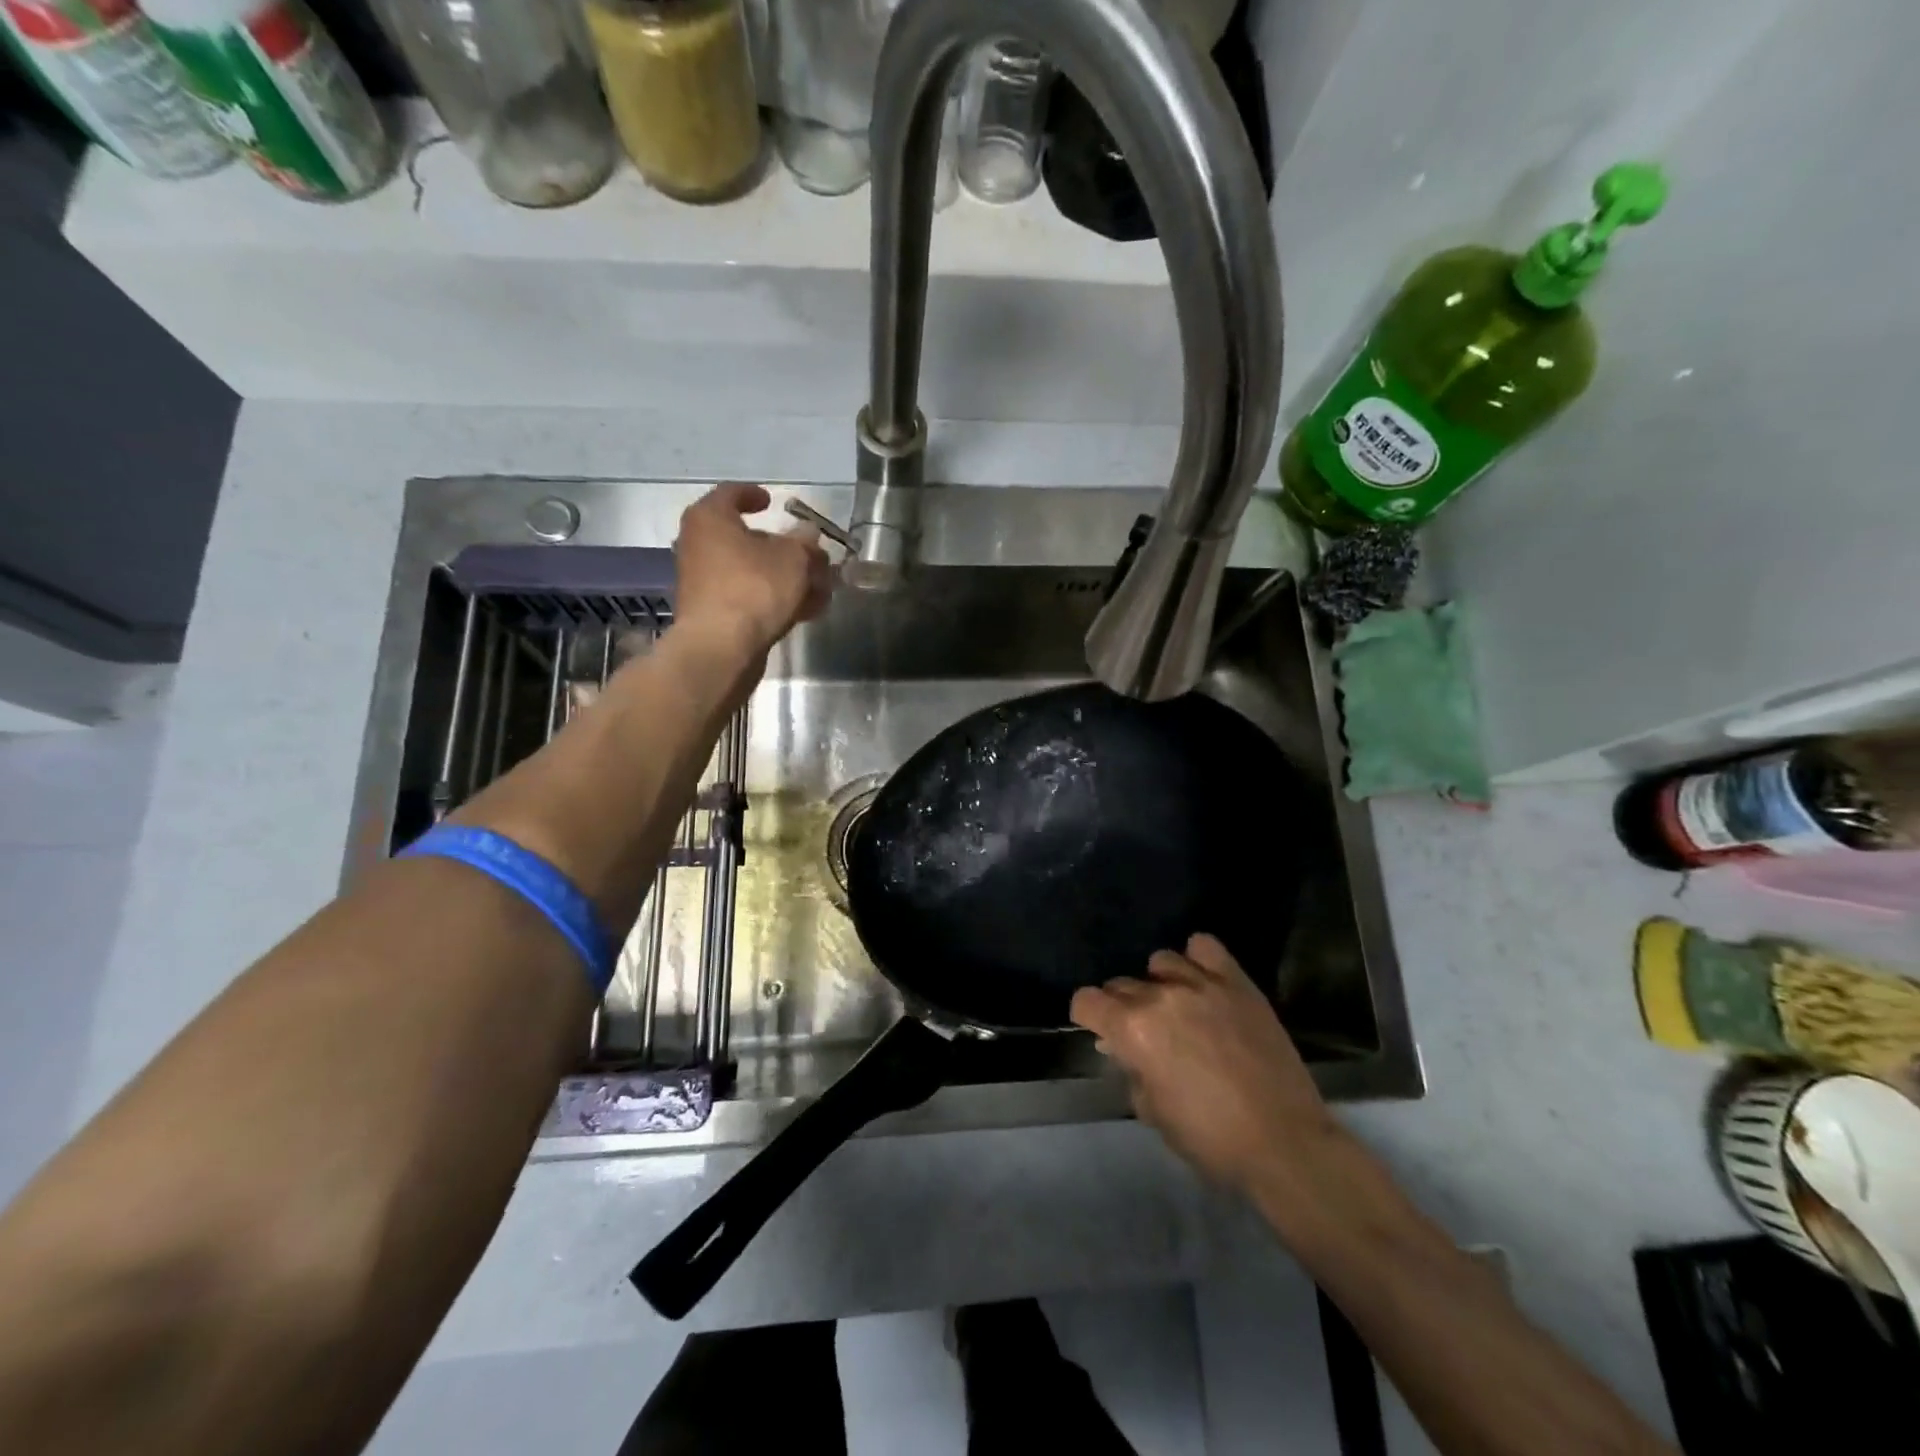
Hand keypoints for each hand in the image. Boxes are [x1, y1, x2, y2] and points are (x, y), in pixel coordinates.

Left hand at [673, 483, 833, 653]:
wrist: (721, 648)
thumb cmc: (754, 588)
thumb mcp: (793, 558)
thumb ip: (804, 542)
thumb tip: (808, 533)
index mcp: (710, 519)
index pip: (731, 494)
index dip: (754, 495)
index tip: (773, 502)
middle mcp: (699, 545)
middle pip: (747, 539)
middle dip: (784, 548)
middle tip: (811, 556)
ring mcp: (703, 582)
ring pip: (752, 571)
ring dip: (785, 578)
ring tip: (820, 590)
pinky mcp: (712, 613)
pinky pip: (748, 597)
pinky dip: (774, 599)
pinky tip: (805, 612)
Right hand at [1070, 934, 1337, 1195]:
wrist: (1284, 1143)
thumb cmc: (1210, 1138)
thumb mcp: (1152, 1111)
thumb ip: (1131, 1069)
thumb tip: (1124, 1050)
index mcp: (1133, 1029)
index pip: (1086, 1000)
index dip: (1088, 1017)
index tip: (1101, 1033)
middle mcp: (1160, 996)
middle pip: (1121, 983)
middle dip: (1122, 1007)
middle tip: (1144, 1035)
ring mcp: (1201, 984)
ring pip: (1161, 961)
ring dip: (1159, 984)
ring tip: (1178, 1008)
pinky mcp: (1237, 982)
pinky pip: (1205, 947)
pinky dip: (1198, 960)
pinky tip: (1203, 982)